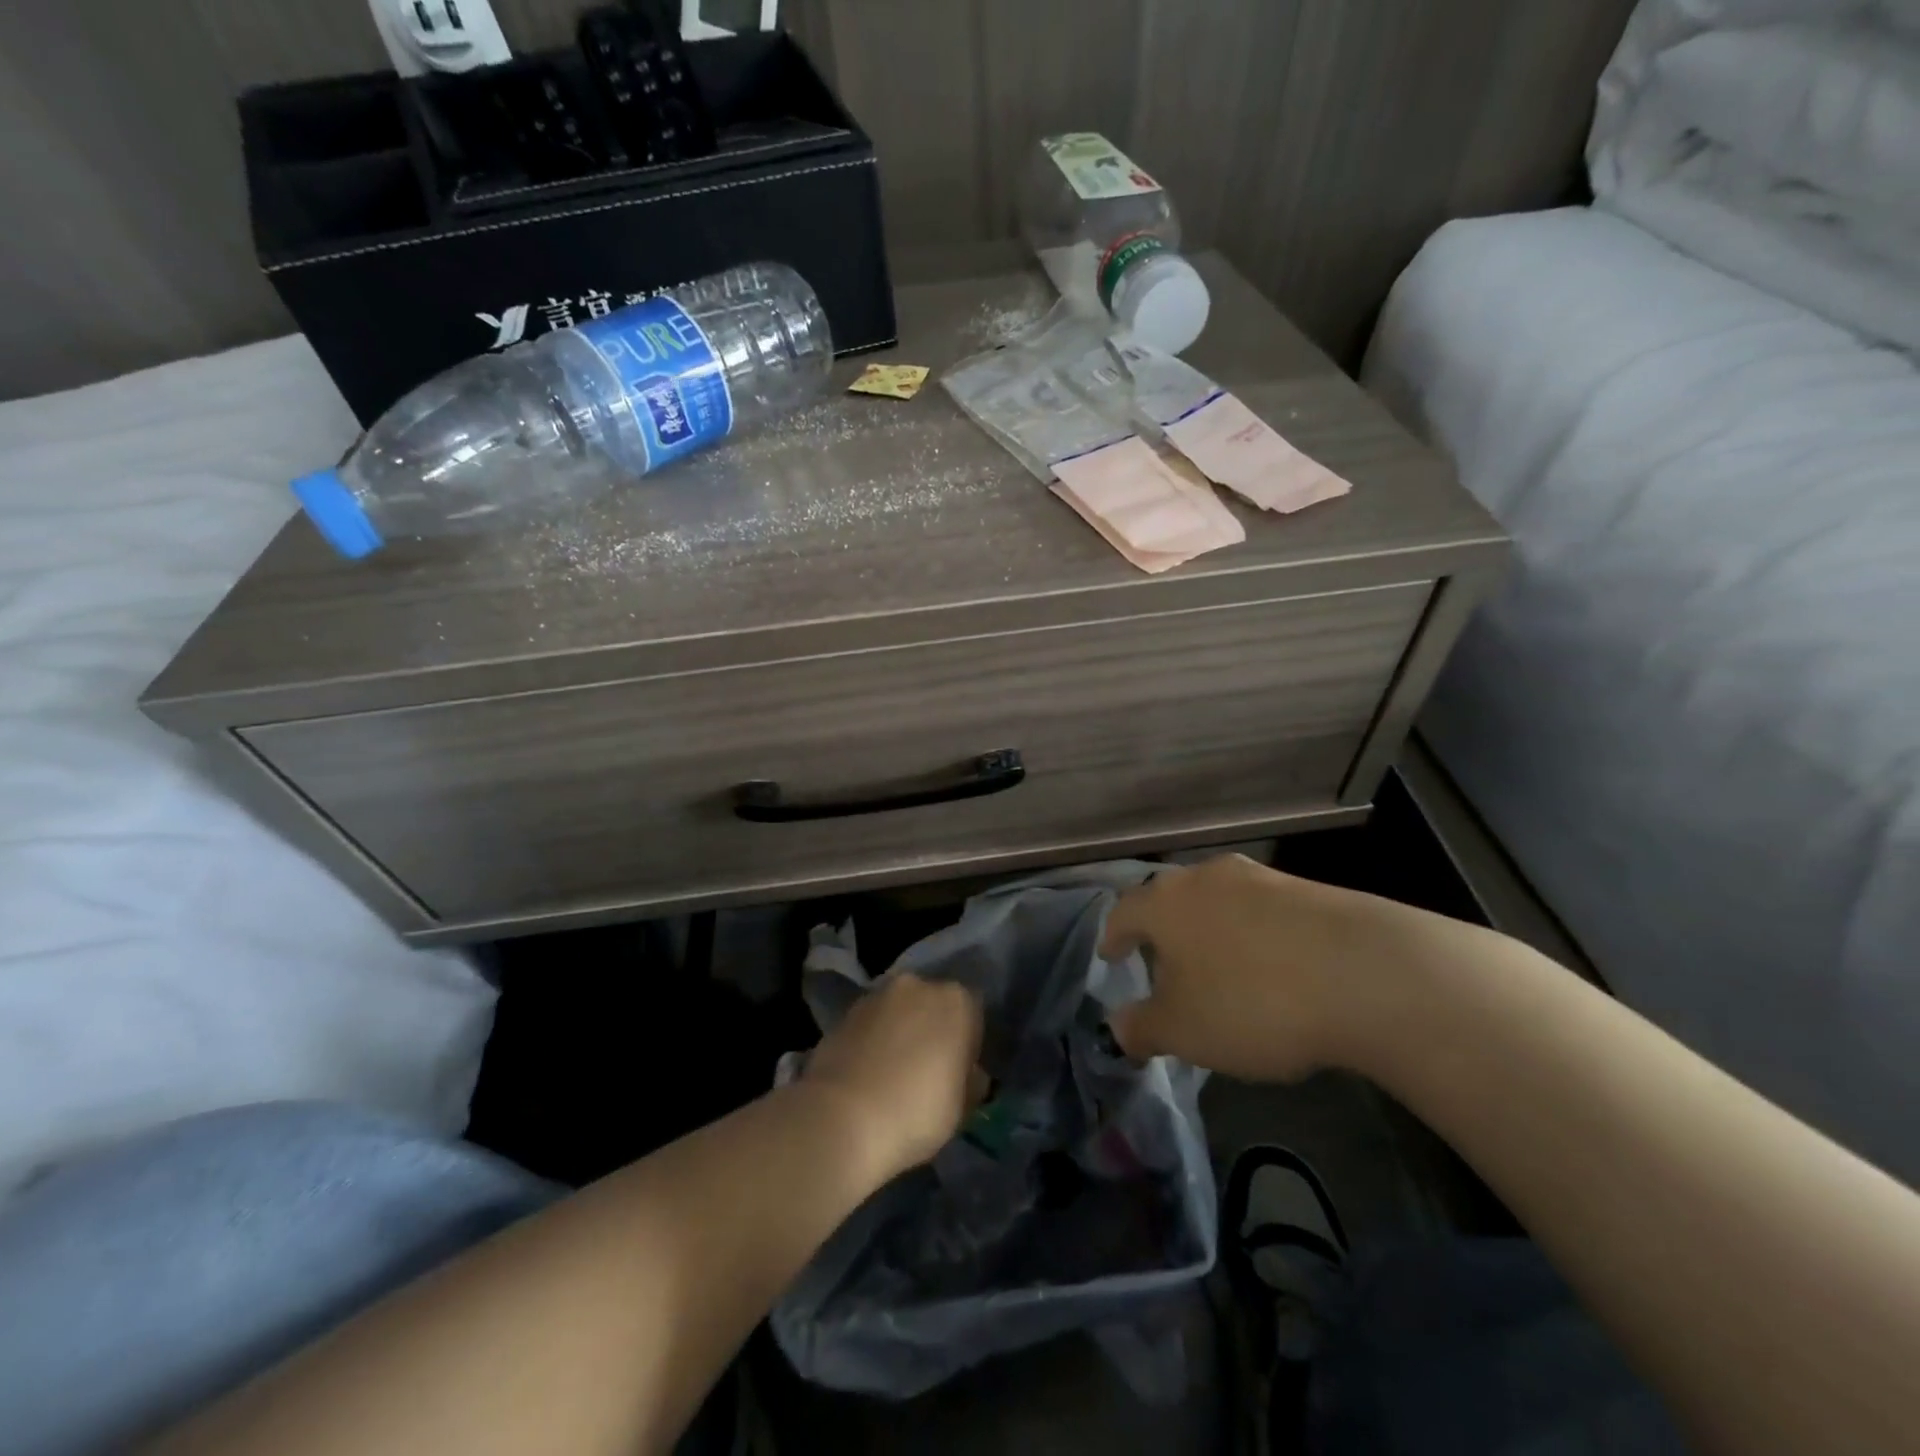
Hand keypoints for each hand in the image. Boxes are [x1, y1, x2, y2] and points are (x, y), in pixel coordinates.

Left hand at [802, 971, 984, 1180]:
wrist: (842, 1118)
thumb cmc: (916, 1112)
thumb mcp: (962, 1108)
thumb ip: (969, 1081)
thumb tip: (967, 1075)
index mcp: (957, 1001)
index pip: (973, 1014)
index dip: (968, 1044)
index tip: (960, 1073)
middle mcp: (918, 985)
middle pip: (933, 1005)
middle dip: (932, 1030)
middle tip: (927, 1071)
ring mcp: (877, 995)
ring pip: (899, 1011)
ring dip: (900, 1032)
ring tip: (892, 1074)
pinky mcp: (845, 1012)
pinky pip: (871, 1024)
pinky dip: (872, 1040)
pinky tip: (868, 1074)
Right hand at [1100, 854, 1449, 1082]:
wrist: (1367, 973)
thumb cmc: (1251, 1001)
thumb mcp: (1184, 1031)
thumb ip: (1141, 1028)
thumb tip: (1115, 1026)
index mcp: (1164, 903)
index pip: (1123, 913)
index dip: (1113, 937)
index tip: (1110, 957)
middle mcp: (1206, 878)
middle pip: (1171, 900)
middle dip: (1163, 932)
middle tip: (1164, 966)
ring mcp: (1260, 878)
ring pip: (1218, 902)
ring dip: (1211, 931)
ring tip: (1220, 969)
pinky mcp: (1308, 889)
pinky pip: (1263, 912)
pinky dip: (1254, 936)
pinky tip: (1273, 969)